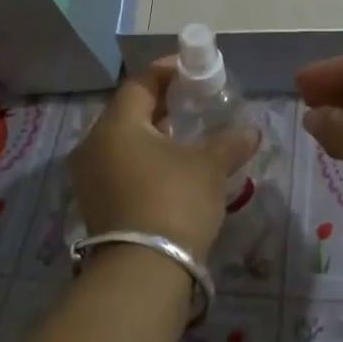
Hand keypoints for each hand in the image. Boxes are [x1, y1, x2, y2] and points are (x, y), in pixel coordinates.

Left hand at [70, 59, 258, 263]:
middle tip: (195, 100)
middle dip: (163, 103)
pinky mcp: (97, 205)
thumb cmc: (174, 201)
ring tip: (188, 133)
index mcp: (116, 125)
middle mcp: (94, 146)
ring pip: (125, 141)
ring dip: (155, 133)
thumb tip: (252, 131)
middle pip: (130, 111)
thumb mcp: (209, 166)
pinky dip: (146, 159)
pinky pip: (122, 166)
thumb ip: (230, 142)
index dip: (168, 71)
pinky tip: (173, 167)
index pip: (141, 83)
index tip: (194, 68)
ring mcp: (90, 178)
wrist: (143, 273)